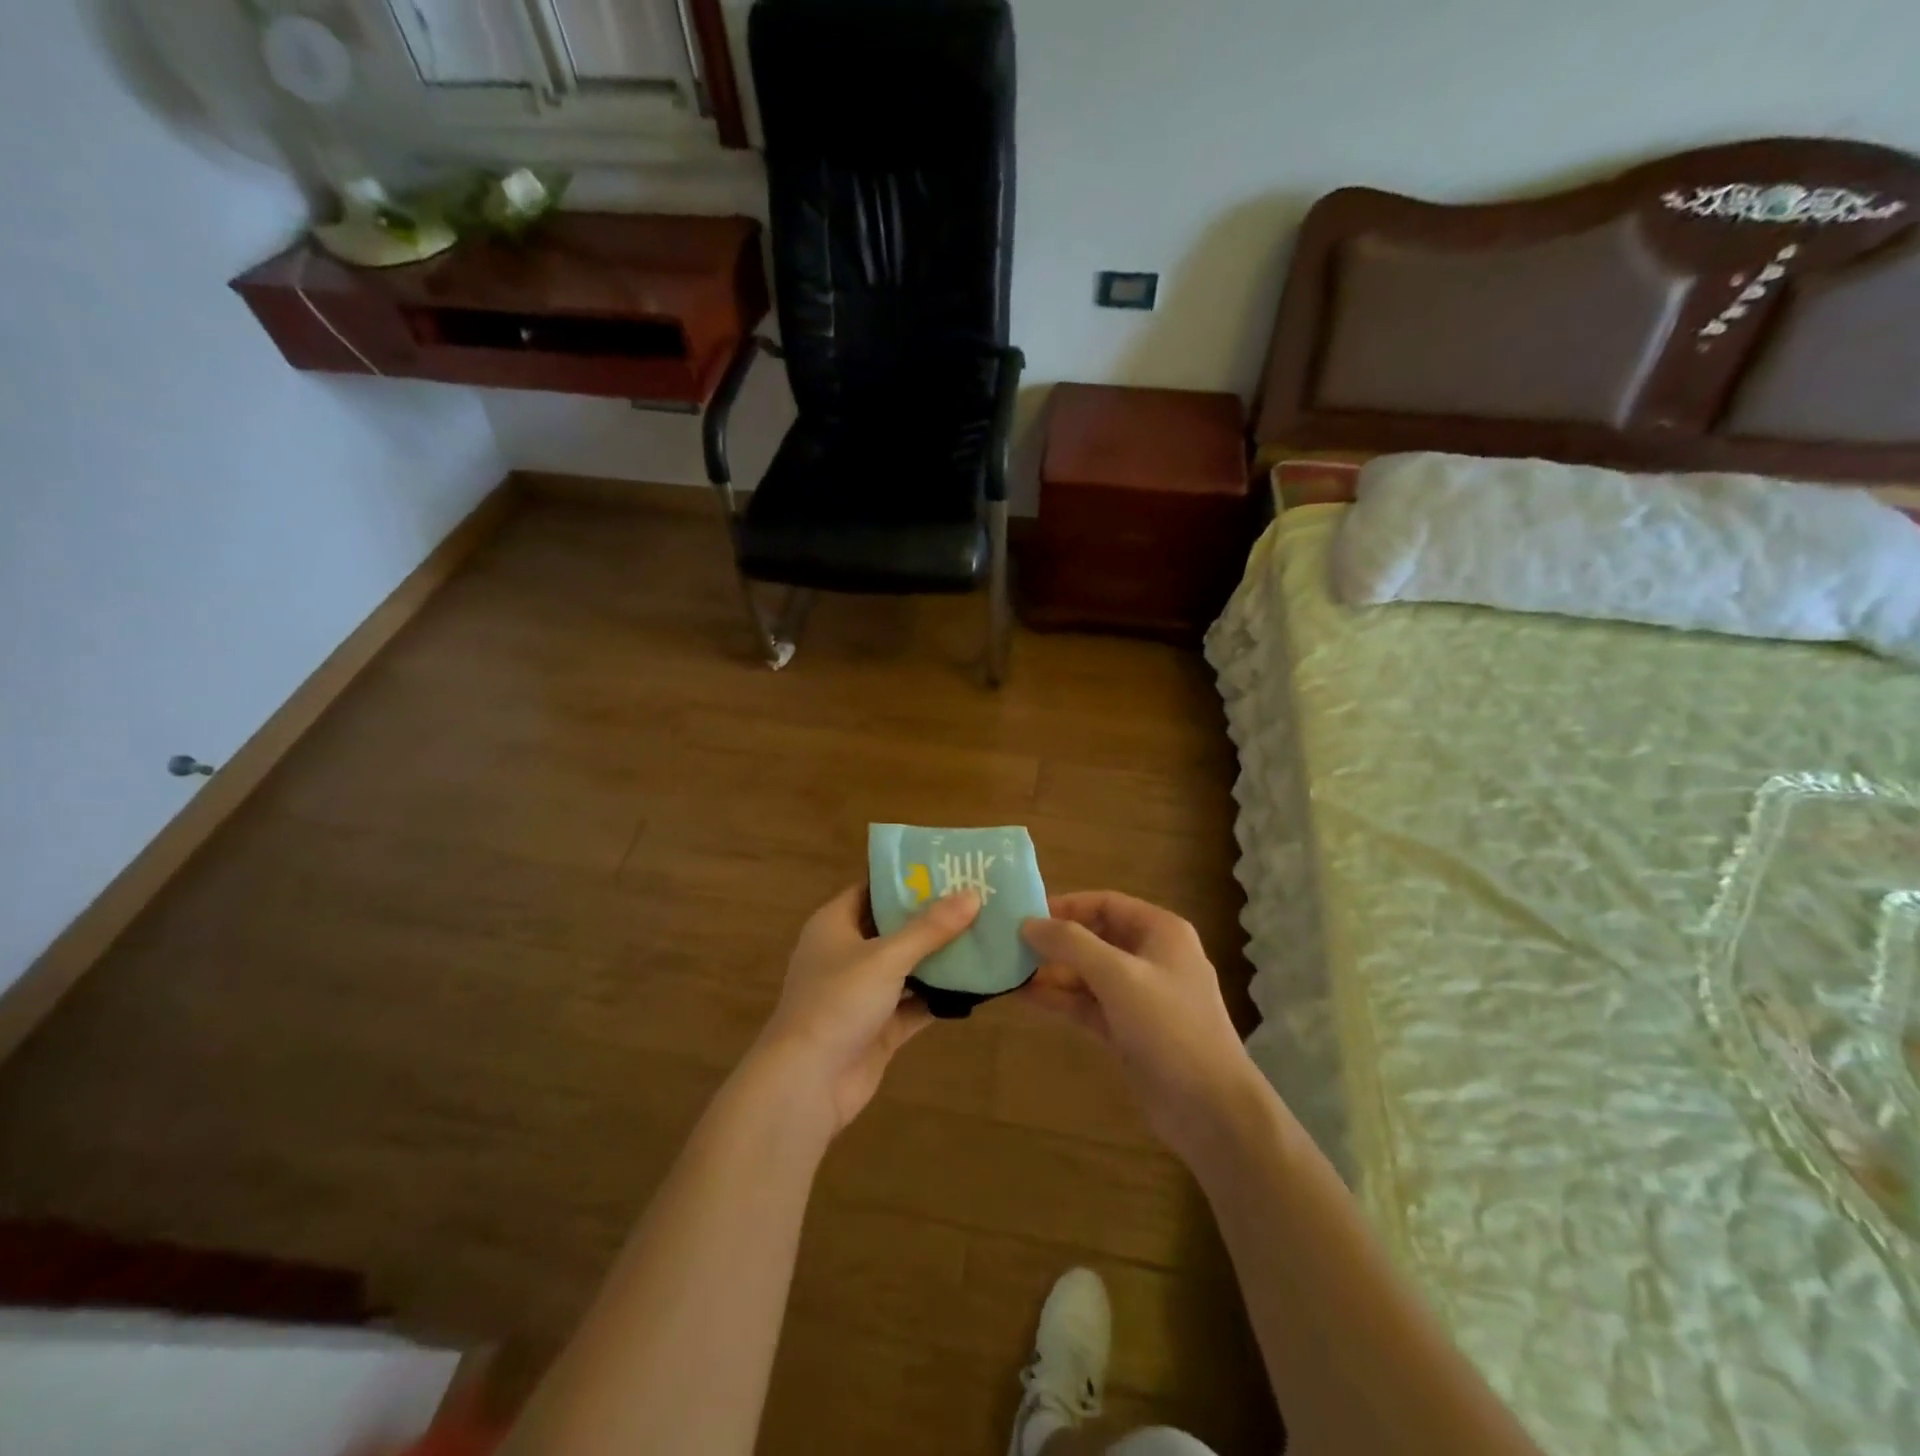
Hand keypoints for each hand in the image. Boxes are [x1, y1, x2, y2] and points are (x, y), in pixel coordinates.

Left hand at [754, 883, 979, 1133]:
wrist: (806, 1083)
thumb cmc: (837, 1002)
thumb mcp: (886, 957)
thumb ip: (930, 928)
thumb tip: (972, 894)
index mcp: (835, 924)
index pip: (872, 889)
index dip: (907, 879)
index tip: (948, 868)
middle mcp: (846, 954)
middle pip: (894, 927)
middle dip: (932, 918)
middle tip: (977, 900)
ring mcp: (861, 993)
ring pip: (906, 967)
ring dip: (939, 958)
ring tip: (985, 936)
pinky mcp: (877, 1027)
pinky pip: (913, 1004)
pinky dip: (938, 997)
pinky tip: (975, 986)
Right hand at [1020, 891, 1258, 1161]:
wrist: (1210, 1109)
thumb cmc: (1169, 1027)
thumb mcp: (1118, 976)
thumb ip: (1071, 944)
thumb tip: (1028, 923)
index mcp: (1161, 932)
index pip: (1106, 903)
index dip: (1066, 906)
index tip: (1026, 915)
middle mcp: (1152, 957)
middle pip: (1095, 938)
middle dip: (1055, 942)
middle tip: (1010, 945)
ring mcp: (1141, 996)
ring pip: (1089, 974)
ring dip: (1053, 973)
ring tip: (1009, 972)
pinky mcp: (1130, 1030)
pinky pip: (1090, 1004)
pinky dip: (1062, 1000)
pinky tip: (1026, 998)